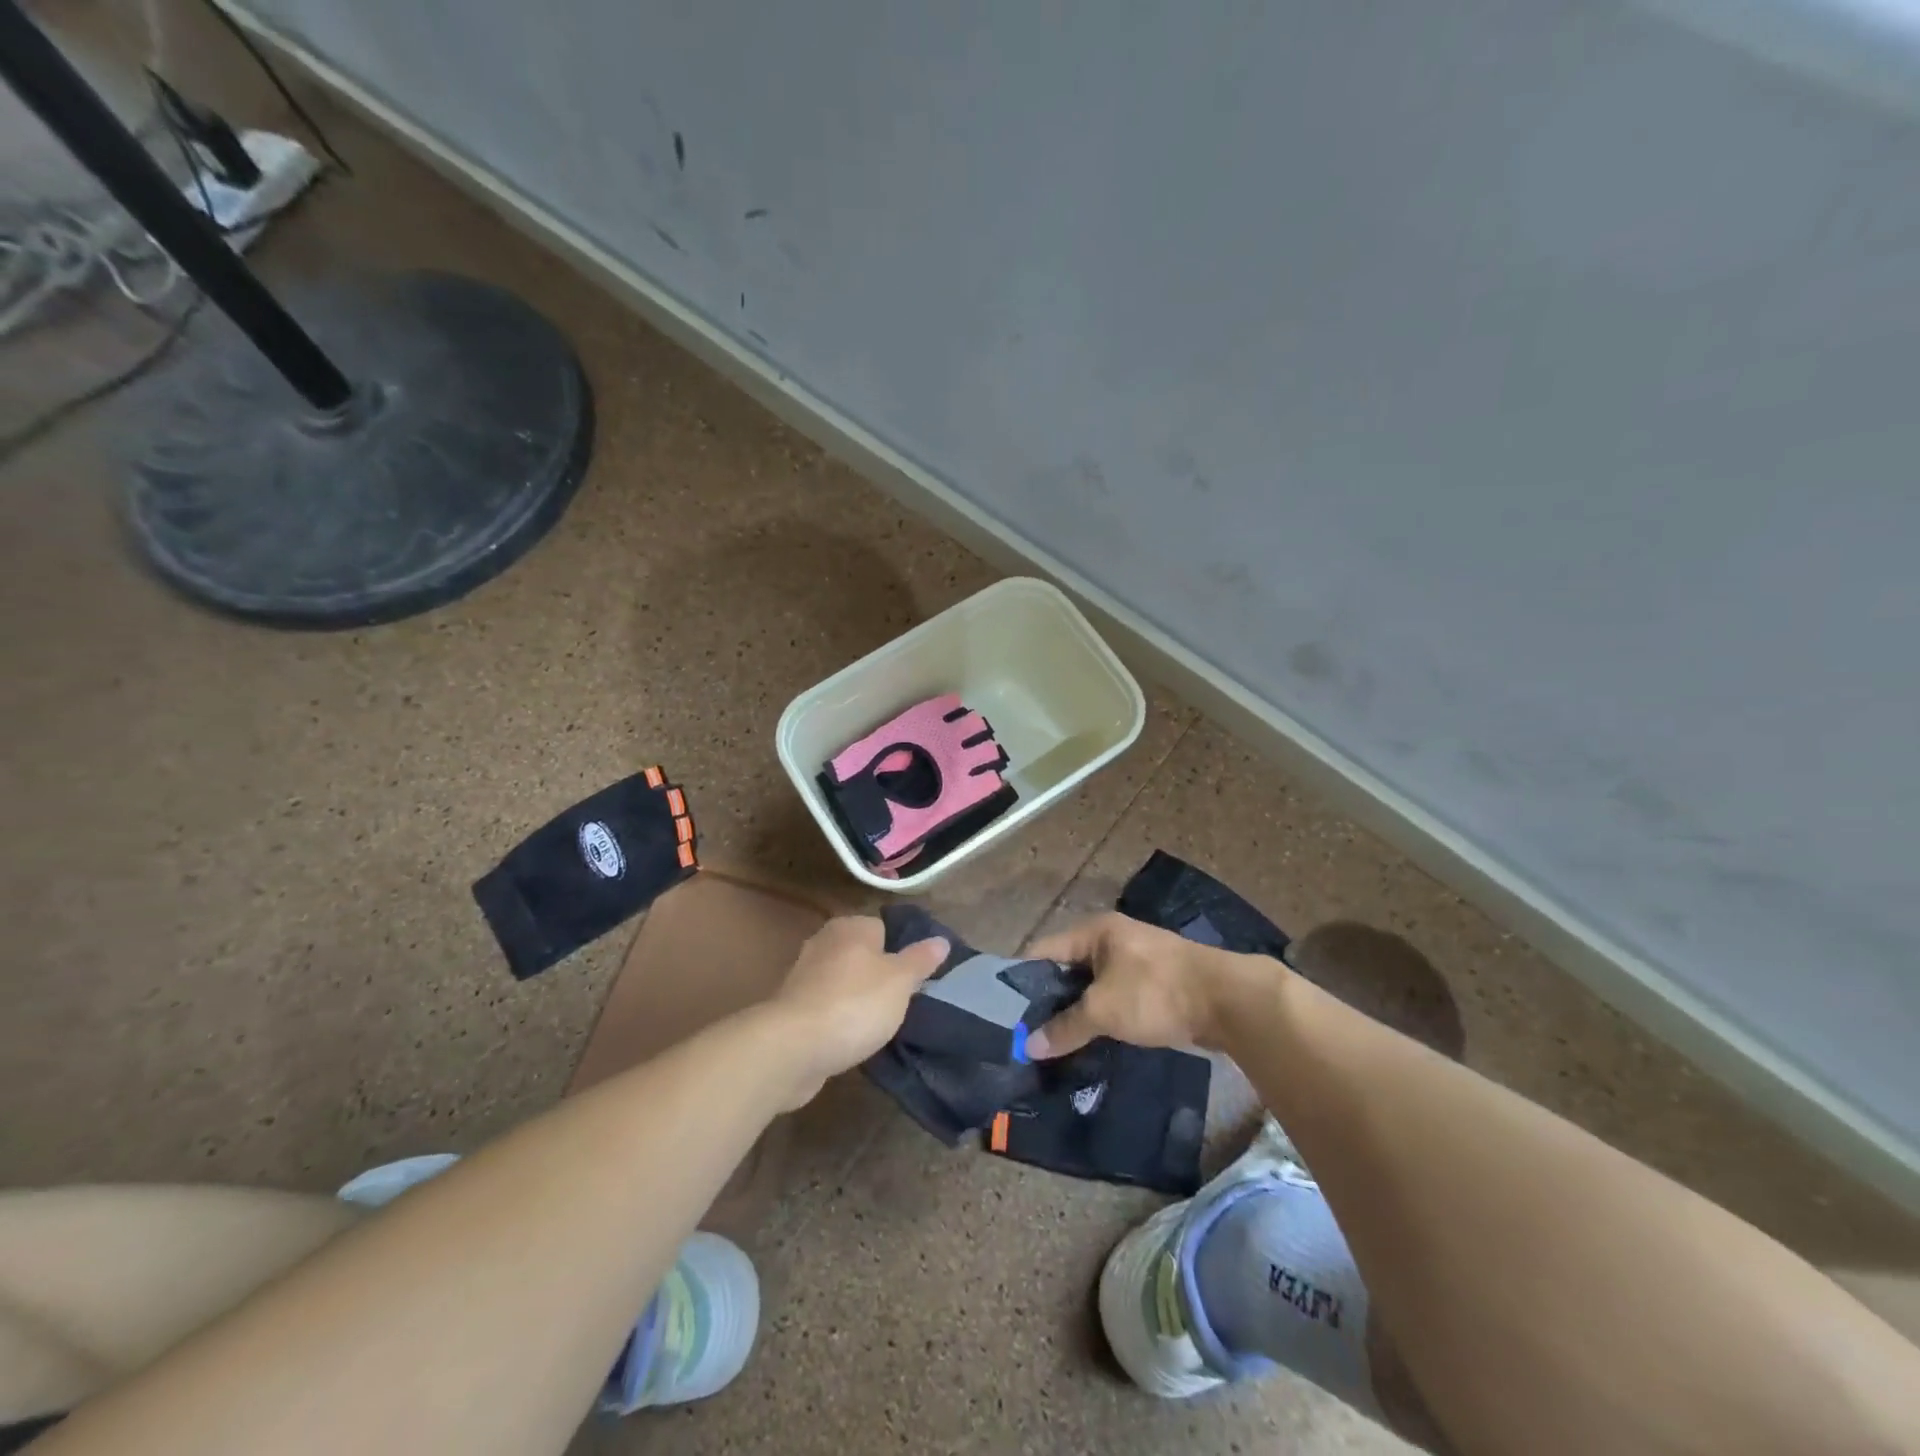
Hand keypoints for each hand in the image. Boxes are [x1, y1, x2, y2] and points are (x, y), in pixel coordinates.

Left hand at [768, 915, 947, 1106]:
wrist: (793, 1048)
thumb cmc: (855, 1004)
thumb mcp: (900, 981)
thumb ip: (921, 960)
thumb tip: (941, 941)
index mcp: (851, 927)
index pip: (884, 928)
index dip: (902, 952)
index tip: (916, 979)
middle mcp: (824, 942)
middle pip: (863, 955)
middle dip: (880, 977)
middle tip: (901, 1003)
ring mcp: (804, 976)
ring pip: (844, 982)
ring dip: (858, 1000)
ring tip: (879, 1025)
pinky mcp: (793, 1008)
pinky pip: (827, 1007)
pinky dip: (839, 1020)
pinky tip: (852, 1039)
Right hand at [1023, 912, 1279, 1058]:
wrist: (1226, 1000)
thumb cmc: (1155, 992)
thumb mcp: (1103, 1010)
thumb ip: (1065, 1027)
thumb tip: (1029, 1046)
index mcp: (1094, 932)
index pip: (1044, 951)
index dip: (1022, 979)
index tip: (1004, 1012)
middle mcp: (1111, 939)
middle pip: (1067, 969)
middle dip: (1049, 1000)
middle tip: (1026, 1034)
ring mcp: (1135, 960)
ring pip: (1092, 986)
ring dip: (1076, 1011)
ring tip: (1053, 1043)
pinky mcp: (1153, 983)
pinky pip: (1114, 997)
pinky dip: (1101, 1016)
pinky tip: (1089, 1041)